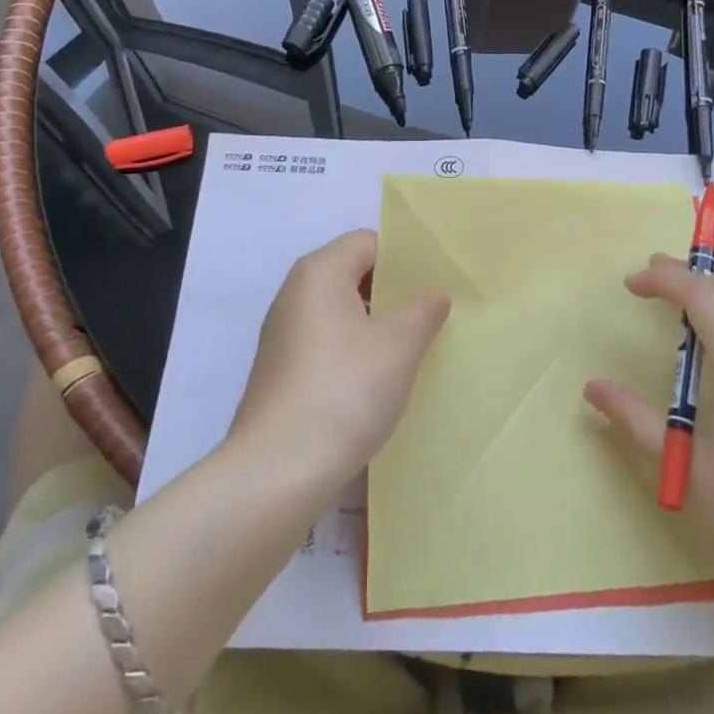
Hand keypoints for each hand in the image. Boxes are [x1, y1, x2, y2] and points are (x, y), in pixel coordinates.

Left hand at [229, 230, 449, 489]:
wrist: (277, 471)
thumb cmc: (345, 391)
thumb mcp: (399, 346)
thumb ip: (422, 310)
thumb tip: (431, 293)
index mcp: (319, 272)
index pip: (368, 242)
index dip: (404, 258)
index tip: (436, 282)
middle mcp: (294, 294)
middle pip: (351, 274)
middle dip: (391, 292)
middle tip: (431, 315)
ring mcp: (282, 335)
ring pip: (339, 312)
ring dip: (374, 325)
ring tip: (411, 350)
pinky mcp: (279, 372)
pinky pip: (325, 344)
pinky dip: (352, 352)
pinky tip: (376, 382)